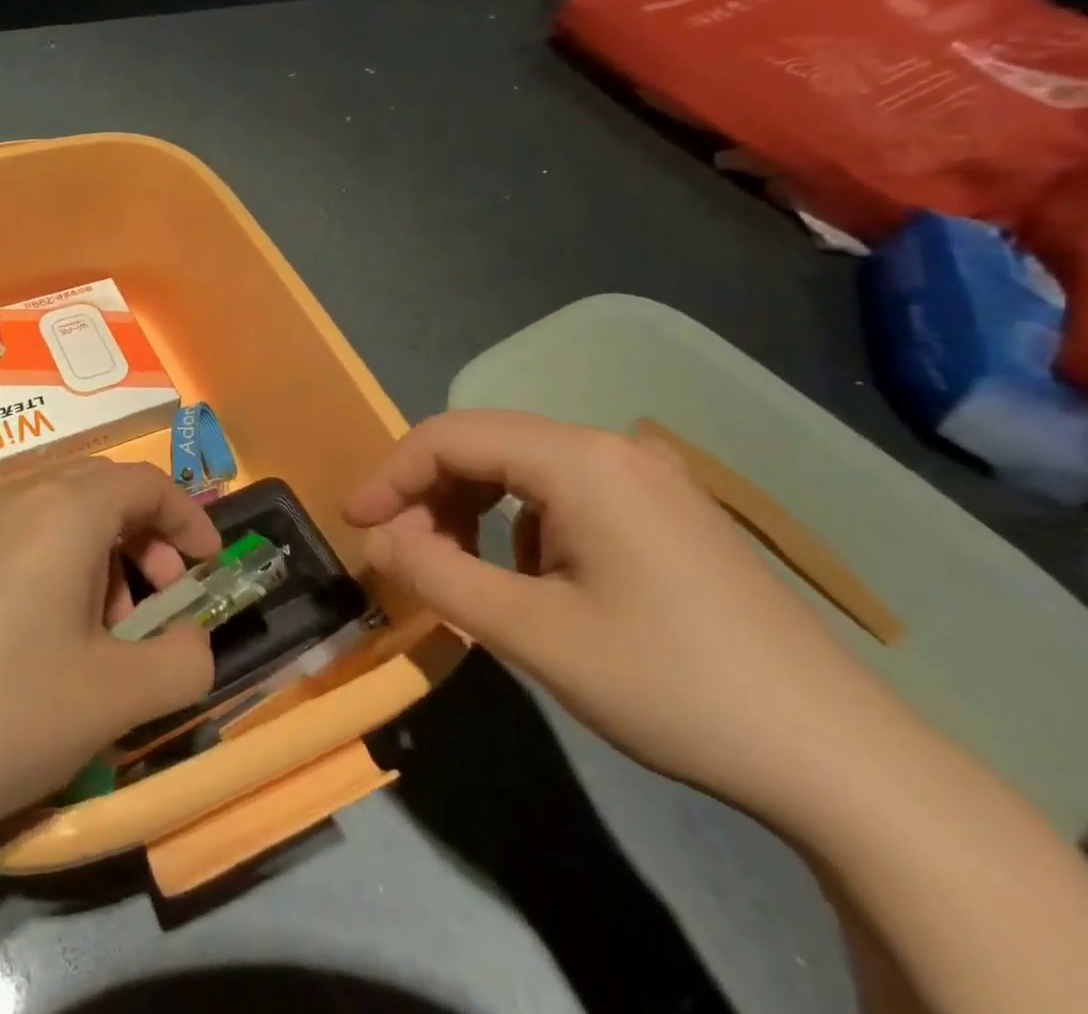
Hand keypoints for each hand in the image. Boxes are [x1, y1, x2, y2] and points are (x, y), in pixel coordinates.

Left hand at [0, 459, 217, 848]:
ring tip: (99, 628)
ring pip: (56, 512)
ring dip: (98, 552)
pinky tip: (38, 634)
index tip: (207, 567)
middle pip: (101, 489)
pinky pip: (15, 535)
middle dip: (144, 535)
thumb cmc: (3, 715)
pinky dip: (52, 563)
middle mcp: (15, 498)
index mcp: (64, 510)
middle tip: (157, 596)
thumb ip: (183, 662)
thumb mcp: (116, 698)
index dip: (188, 517)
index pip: (145, 482)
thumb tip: (193, 641)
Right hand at [345, 410, 898, 819]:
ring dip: (471, 506)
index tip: (355, 524)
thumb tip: (378, 538)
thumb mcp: (532, 633)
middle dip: (429, 492)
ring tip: (458, 568)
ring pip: (522, 465)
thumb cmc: (670, 684)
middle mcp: (611, 446)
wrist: (840, 759)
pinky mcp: (667, 507)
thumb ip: (436, 574)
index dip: (390, 474)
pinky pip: (564, 490)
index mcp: (578, 459)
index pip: (449, 436)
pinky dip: (520, 521)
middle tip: (401, 552)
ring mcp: (647, 474)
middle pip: (485, 443)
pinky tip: (533, 579)